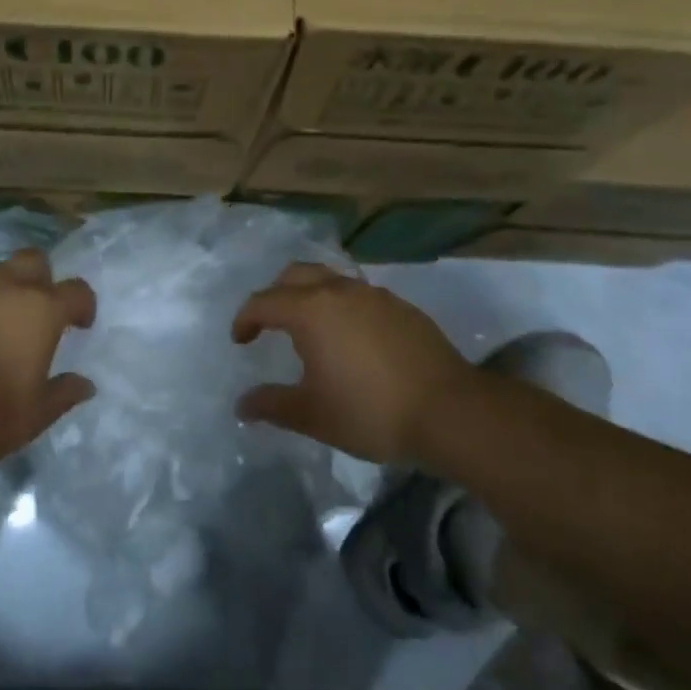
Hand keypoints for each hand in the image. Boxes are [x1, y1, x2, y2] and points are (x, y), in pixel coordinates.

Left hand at [0, 250, 96, 470]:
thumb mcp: (34, 417)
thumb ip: (64, 394)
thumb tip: (86, 385)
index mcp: (40, 310)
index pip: (77, 290)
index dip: (84, 306)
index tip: (80, 325)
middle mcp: (4, 287)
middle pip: (34, 260)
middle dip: (43, 279)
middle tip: (38, 311)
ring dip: (3, 288)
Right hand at [232, 264, 474, 463]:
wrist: (450, 411)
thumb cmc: (370, 411)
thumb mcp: (313, 415)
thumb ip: (273, 405)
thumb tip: (242, 405)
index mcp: (311, 310)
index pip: (264, 302)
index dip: (245, 319)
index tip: (240, 341)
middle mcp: (340, 291)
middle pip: (296, 274)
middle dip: (276, 294)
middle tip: (270, 324)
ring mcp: (375, 295)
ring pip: (331, 280)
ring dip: (311, 296)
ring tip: (311, 330)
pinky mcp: (402, 307)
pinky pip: (360, 296)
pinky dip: (343, 307)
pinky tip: (352, 340)